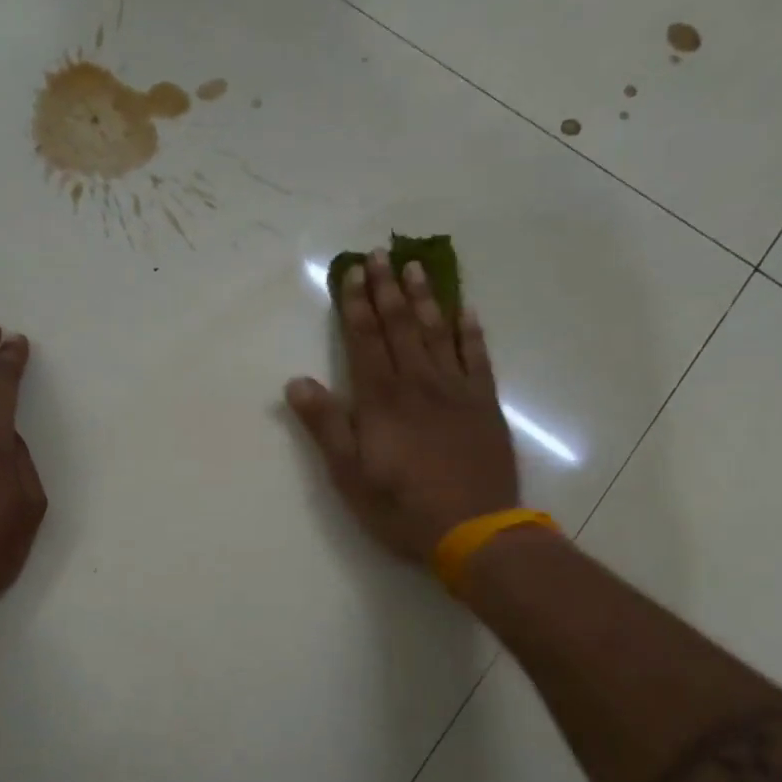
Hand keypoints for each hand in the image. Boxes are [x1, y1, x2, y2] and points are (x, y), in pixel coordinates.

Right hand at [286, 250, 518, 561]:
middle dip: (387, 288)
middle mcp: (418, 383)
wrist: (474, 529)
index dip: (356, 304)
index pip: (365, 339)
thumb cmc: (401, 506)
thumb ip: (325, 425)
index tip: (352, 271)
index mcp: (381, 399)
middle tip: (381, 253)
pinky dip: (470, 331)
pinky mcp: (484, 405)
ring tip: (416, 266)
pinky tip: (465, 310)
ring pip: (437, 332)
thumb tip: (296, 382)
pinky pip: (477, 357)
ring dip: (425, 298)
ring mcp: (456, 391)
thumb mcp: (348, 474)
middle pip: (400, 326)